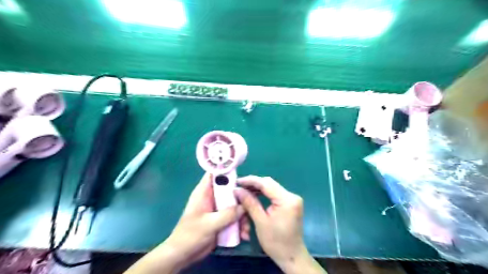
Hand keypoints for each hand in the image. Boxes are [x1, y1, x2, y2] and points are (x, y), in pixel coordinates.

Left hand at [125, 173, 245, 273]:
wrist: (183, 255)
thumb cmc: (190, 235)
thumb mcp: (209, 224)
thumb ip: (227, 214)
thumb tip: (244, 206)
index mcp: (204, 192)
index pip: (216, 174)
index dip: (228, 171)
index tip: (244, 176)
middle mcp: (213, 197)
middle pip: (230, 190)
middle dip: (242, 199)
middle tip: (250, 209)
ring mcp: (218, 209)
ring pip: (235, 205)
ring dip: (243, 216)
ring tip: (245, 230)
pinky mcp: (222, 220)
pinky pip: (235, 217)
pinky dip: (240, 225)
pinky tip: (243, 235)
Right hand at [234, 175, 324, 273]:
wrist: (292, 256)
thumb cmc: (276, 242)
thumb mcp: (260, 222)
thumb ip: (250, 203)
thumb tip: (237, 190)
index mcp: (287, 200)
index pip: (266, 184)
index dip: (250, 181)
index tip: (237, 181)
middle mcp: (292, 196)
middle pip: (270, 183)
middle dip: (253, 183)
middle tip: (239, 186)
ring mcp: (292, 199)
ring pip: (272, 187)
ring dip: (258, 188)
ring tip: (244, 190)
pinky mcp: (290, 203)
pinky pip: (275, 193)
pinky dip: (264, 193)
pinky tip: (254, 194)